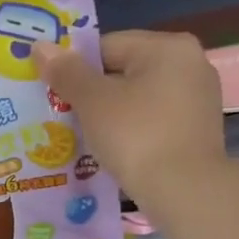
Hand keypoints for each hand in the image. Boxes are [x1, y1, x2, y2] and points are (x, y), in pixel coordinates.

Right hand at [35, 31, 229, 202]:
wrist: (186, 192)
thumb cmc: (137, 137)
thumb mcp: (94, 102)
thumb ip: (67, 72)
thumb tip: (40, 46)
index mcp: (168, 47)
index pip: (107, 46)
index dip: (76, 69)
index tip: (56, 95)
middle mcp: (191, 64)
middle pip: (125, 71)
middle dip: (94, 94)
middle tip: (66, 118)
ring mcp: (199, 99)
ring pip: (140, 99)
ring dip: (113, 115)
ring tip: (87, 139)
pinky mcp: (199, 130)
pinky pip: (155, 121)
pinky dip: (134, 132)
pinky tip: (117, 152)